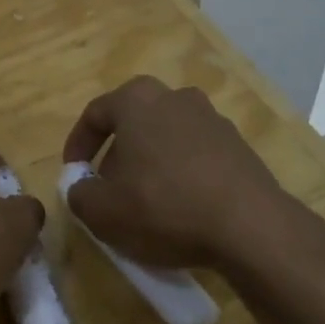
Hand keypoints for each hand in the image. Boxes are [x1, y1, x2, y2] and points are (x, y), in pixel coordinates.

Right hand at [62, 77, 307, 270]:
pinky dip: (182, 175)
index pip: (95, 113)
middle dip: (117, 154)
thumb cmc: (164, 206)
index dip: (78, 145)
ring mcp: (212, 119)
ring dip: (151, 163)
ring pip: (166, 137)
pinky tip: (182, 208)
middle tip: (109, 189)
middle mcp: (175, 97)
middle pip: (134, 122)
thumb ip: (79, 194)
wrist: (250, 226)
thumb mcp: (103, 211)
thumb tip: (82, 187)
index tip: (74, 174)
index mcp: (137, 99)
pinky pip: (196, 155)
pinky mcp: (238, 146)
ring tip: (147, 202)